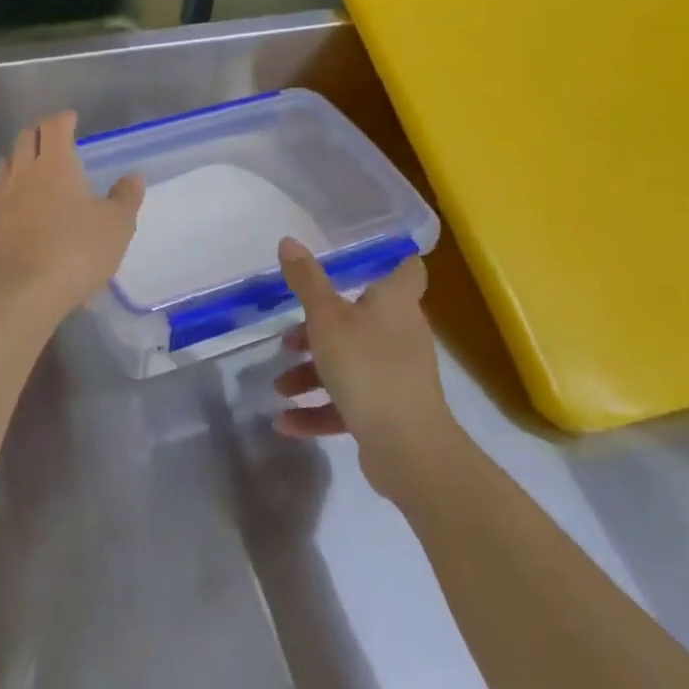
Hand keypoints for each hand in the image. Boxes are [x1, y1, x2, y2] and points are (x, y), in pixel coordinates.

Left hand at [0, 112, 142, 320]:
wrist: (21, 293)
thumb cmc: (76, 253)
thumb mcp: (116, 227)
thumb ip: (125, 198)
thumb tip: (133, 177)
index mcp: (55, 164)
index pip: (54, 127)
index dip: (63, 119)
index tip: (71, 118)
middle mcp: (23, 172)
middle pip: (26, 138)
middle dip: (40, 133)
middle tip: (54, 138)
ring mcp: (0, 196)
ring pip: (8, 164)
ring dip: (21, 159)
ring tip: (35, 168)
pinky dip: (8, 188)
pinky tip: (16, 202)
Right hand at [272, 239, 453, 485]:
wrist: (408, 448)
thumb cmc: (367, 366)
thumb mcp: (326, 318)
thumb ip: (306, 281)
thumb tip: (288, 240)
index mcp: (395, 303)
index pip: (405, 269)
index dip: (389, 258)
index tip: (358, 256)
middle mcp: (400, 334)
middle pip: (360, 320)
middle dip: (319, 330)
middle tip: (289, 339)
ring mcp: (397, 375)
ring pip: (349, 363)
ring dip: (311, 374)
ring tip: (280, 386)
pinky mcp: (389, 411)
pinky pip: (349, 402)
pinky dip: (318, 409)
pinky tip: (285, 422)